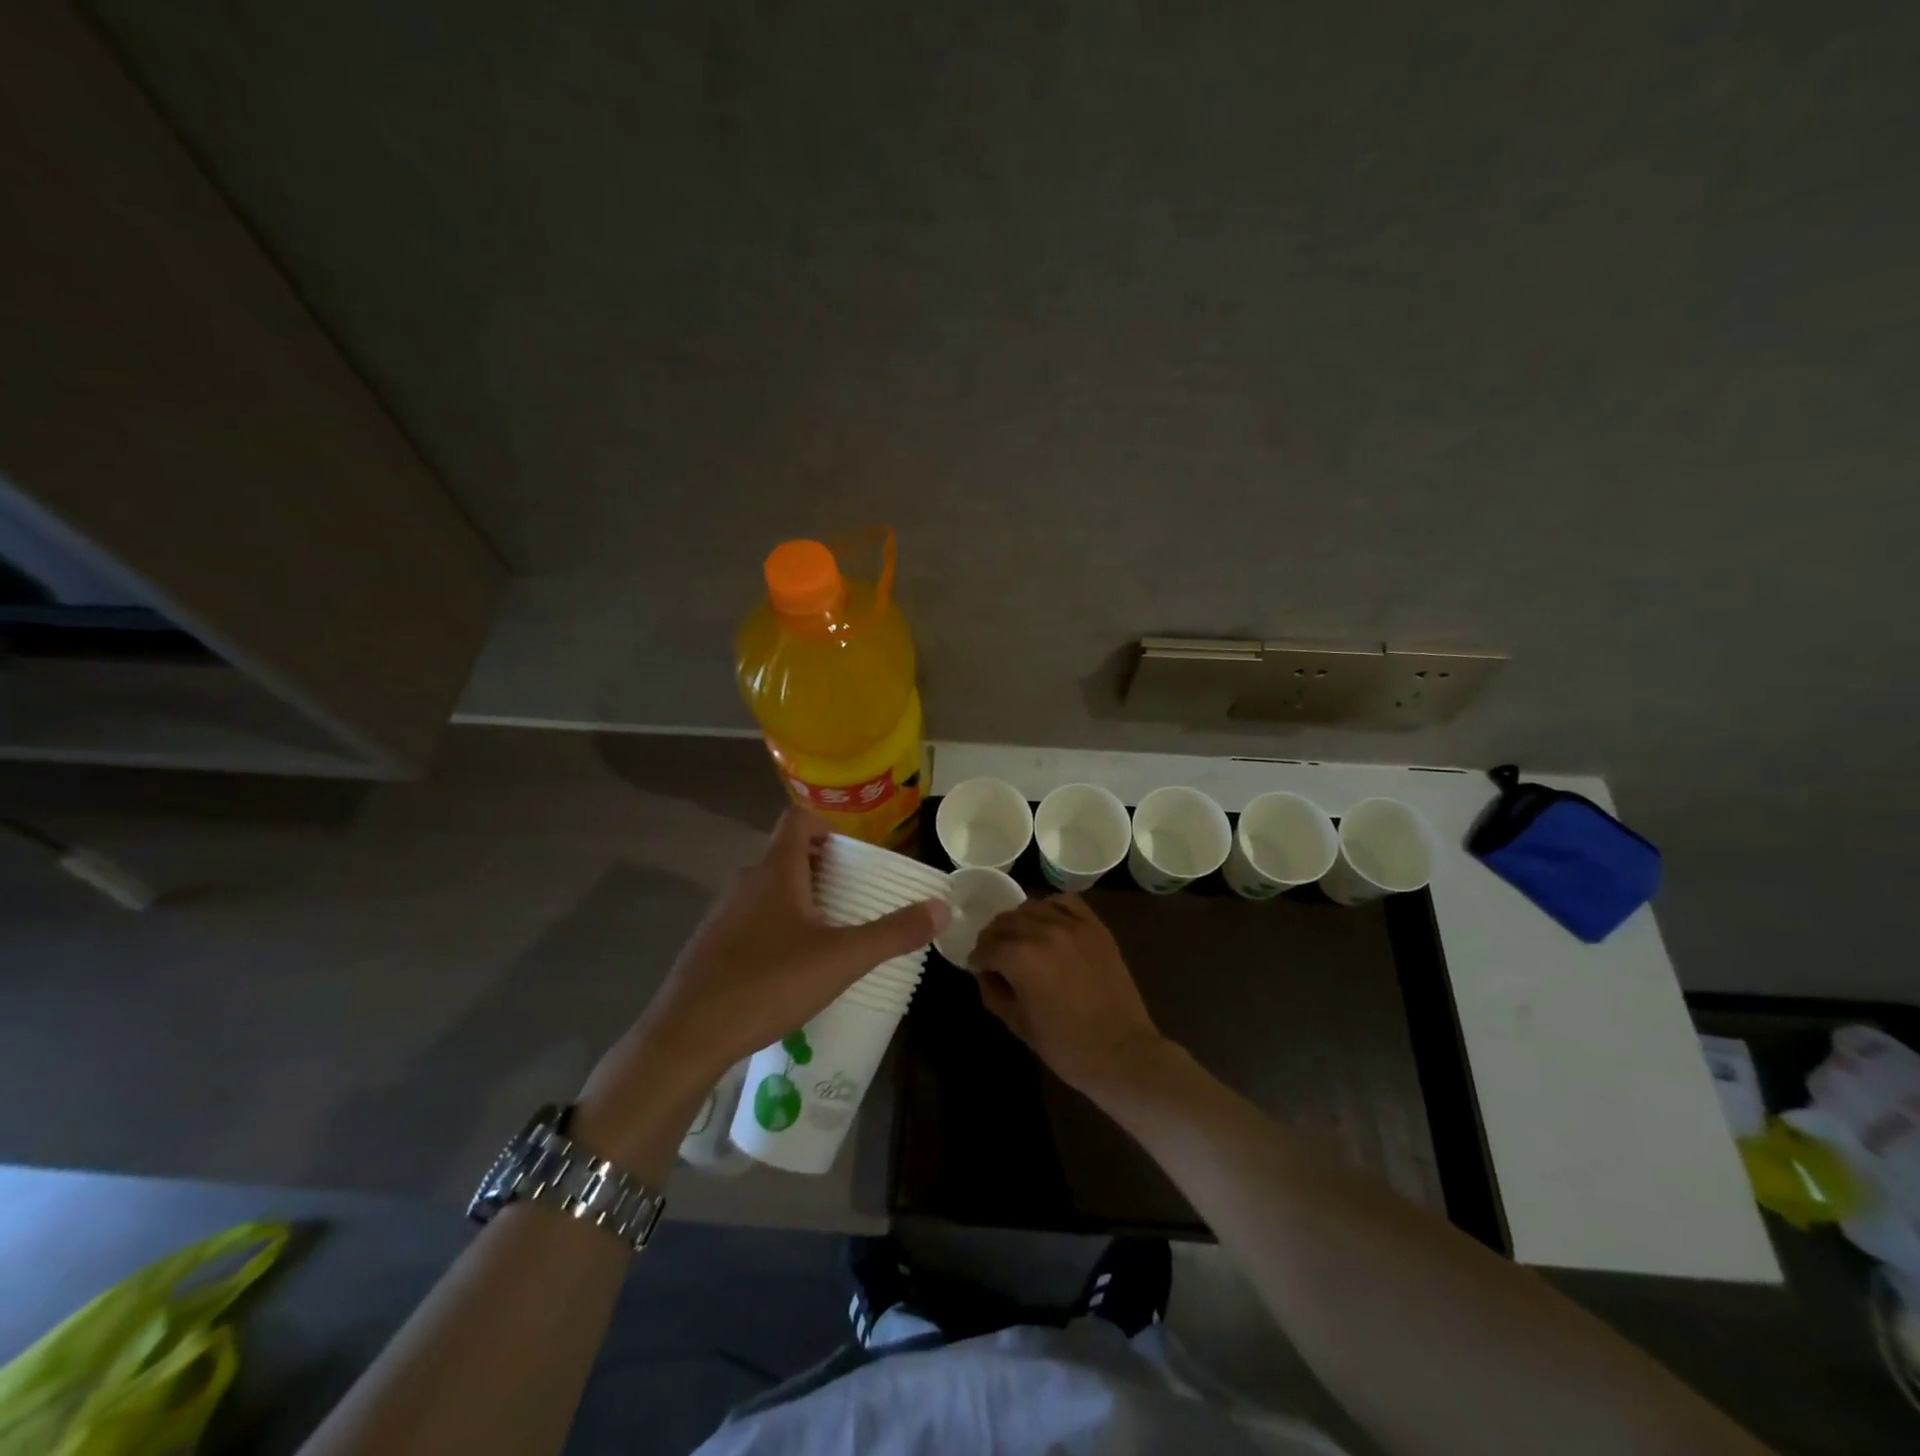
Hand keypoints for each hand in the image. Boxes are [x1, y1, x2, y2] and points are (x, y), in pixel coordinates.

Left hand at [577, 810, 947, 1159]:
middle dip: (822, 869)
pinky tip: (789, 969)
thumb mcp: (842, 959)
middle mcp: (745, 883)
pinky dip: (775, 929)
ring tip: (828, 934)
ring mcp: (723, 915)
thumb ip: (893, 933)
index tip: (852, 855)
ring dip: (798, 900)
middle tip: (852, 898)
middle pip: (785, 855)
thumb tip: (942, 908)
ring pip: (767, 891)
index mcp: (775, 871)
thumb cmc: (768, 983)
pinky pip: (750, 921)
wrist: (688, 1036)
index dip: (826, 826)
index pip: (797, 820)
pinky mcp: (711, 947)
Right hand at [969, 894, 1169, 1092]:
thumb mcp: (1017, 1023)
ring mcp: (1072, 925)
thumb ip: (993, 991)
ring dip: (1019, 921)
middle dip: (994, 938)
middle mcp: (1043, 931)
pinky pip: (1065, 902)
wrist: (1120, 1051)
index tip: (978, 967)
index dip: (977, 959)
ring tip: (1021, 940)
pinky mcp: (1095, 927)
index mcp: (1020, 957)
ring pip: (1031, 907)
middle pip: (1005, 921)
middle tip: (995, 955)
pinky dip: (1050, 908)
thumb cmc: (1064, 1045)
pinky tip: (1048, 924)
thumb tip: (985, 972)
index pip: (986, 946)